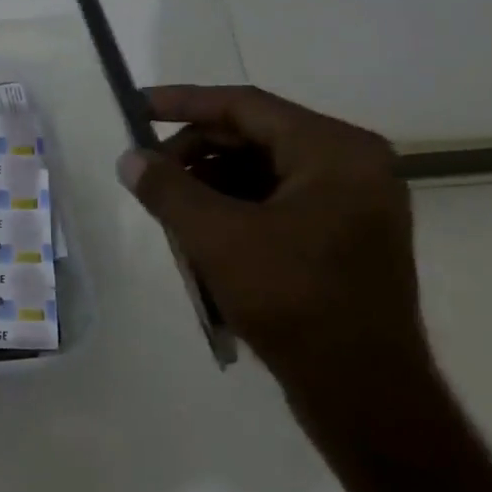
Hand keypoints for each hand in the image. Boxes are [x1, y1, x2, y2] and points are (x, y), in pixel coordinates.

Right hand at [117, 85, 432, 412]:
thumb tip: (130, 158)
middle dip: (194, 152)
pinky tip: (201, 233)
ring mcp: (353, 201)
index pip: (245, 106)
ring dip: (210, 182)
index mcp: (334, 150)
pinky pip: (277, 200)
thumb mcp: (216, 237)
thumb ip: (167, 189)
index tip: (135, 107)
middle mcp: (352, 164)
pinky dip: (234, 207)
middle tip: (148, 174)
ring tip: (170, 210)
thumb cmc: (292, 299)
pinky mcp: (344, 234)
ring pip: (262, 170)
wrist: (361, 388)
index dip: (183, 103)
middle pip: (254, 136)